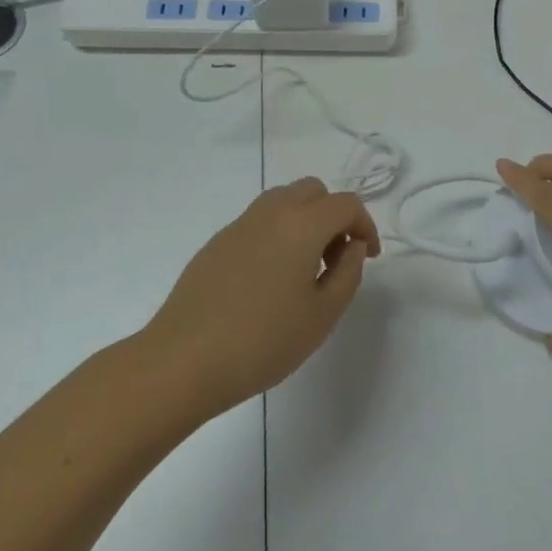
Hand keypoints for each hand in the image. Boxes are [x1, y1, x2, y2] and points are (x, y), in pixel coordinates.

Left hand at [143, 177, 378, 415]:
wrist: (183, 359)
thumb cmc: (262, 341)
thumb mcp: (322, 315)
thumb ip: (348, 273)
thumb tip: (353, 247)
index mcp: (302, 224)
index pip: (345, 204)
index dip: (365, 225)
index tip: (368, 257)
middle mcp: (271, 212)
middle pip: (313, 191)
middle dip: (333, 216)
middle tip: (336, 258)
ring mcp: (239, 224)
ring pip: (283, 200)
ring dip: (304, 221)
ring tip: (304, 268)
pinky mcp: (217, 242)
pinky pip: (258, 221)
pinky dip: (277, 233)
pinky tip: (269, 279)